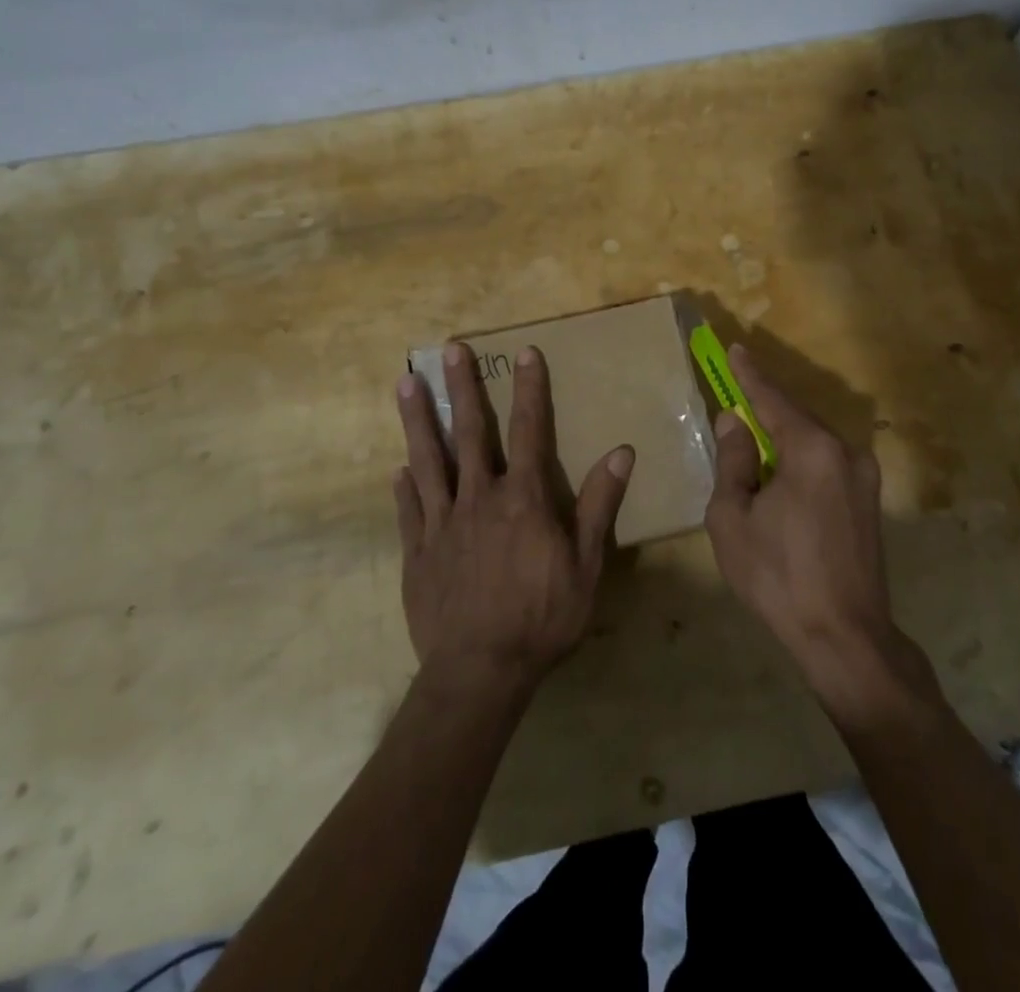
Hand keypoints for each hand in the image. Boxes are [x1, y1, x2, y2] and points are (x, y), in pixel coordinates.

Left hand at [394, 343, 633, 694]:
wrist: (481, 671)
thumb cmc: (543, 618)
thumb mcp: (586, 565)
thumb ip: (598, 505)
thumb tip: (621, 452)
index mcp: (523, 498)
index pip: (530, 430)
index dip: (530, 389)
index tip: (526, 352)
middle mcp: (479, 497)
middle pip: (470, 431)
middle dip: (462, 387)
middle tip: (451, 348)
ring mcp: (443, 522)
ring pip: (428, 459)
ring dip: (418, 420)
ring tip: (405, 383)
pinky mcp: (418, 551)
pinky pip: (410, 509)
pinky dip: (405, 486)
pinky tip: (398, 469)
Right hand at [705, 344, 919, 717]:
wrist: (845, 637)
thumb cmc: (778, 576)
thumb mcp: (734, 517)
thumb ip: (734, 461)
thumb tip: (735, 422)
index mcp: (813, 450)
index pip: (773, 400)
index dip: (750, 375)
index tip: (735, 349)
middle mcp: (846, 453)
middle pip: (797, 419)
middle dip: (765, 411)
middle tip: (736, 401)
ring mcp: (864, 478)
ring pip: (814, 444)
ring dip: (783, 441)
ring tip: (753, 449)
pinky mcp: (869, 503)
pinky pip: (827, 466)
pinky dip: (801, 463)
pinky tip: (781, 481)